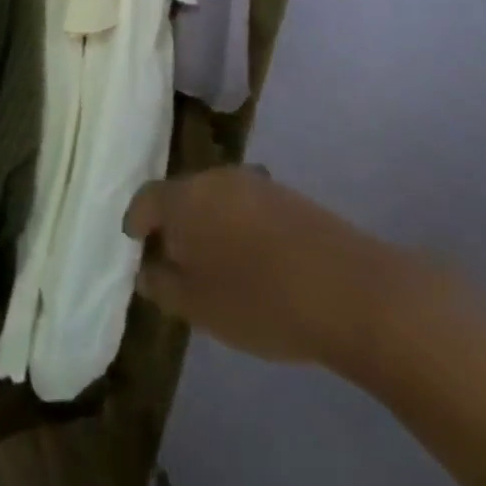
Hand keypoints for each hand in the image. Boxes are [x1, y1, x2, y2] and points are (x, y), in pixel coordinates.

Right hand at [123, 166, 403, 372]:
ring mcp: (255, 183)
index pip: (146, 199)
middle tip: (175, 257)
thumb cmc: (260, 301)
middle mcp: (214, 178)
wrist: (351, 291)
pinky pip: (248, 205)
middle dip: (175, 222)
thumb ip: (162, 286)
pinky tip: (253, 258)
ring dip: (210, 222)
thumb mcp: (199, 308)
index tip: (135, 242)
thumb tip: (145, 270)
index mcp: (184, 198)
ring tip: (216, 260)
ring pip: (217, 198)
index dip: (137, 221)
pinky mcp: (288, 195)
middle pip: (182, 194)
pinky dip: (240, 225)